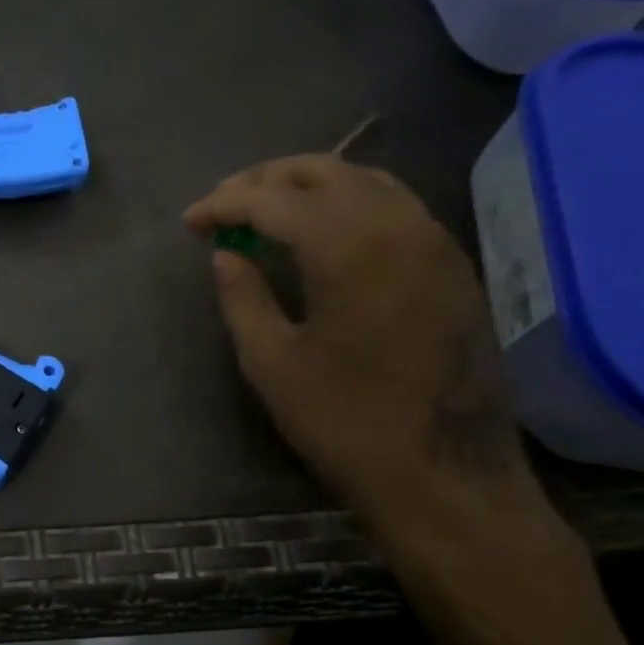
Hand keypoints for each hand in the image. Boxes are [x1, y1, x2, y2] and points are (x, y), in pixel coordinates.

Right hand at [185, 155, 540, 535]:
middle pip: (322, 172)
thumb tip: (226, 255)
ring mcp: (434, 241)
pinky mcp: (452, 264)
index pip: (273, 201)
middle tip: (223, 205)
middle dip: (263, 180)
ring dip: (308, 184)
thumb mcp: (270, 361)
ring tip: (267, 208)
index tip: (191, 222)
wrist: (444, 472)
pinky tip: (324, 229)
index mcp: (347, 248)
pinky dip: (348, 200)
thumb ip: (242, 296)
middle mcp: (397, 226)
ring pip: (364, 180)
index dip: (225, 205)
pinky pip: (395, 204)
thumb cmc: (344, 420)